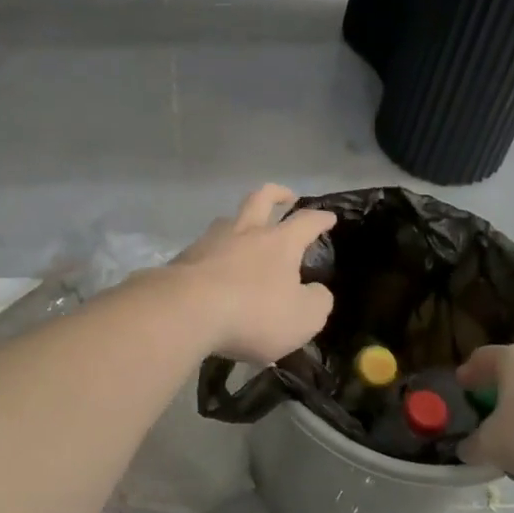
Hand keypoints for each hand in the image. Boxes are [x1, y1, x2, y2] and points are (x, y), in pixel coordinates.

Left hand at [170, 184, 335, 365]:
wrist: (186, 310)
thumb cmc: (254, 312)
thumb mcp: (303, 318)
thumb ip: (317, 302)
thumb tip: (317, 291)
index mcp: (279, 242)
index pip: (306, 221)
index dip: (320, 218)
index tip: (328, 216)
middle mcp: (245, 231)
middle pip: (261, 198)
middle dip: (277, 193)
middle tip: (286, 197)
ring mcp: (211, 240)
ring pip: (228, 219)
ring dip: (241, 220)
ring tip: (245, 232)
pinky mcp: (185, 257)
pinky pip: (205, 246)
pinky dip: (215, 251)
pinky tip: (215, 266)